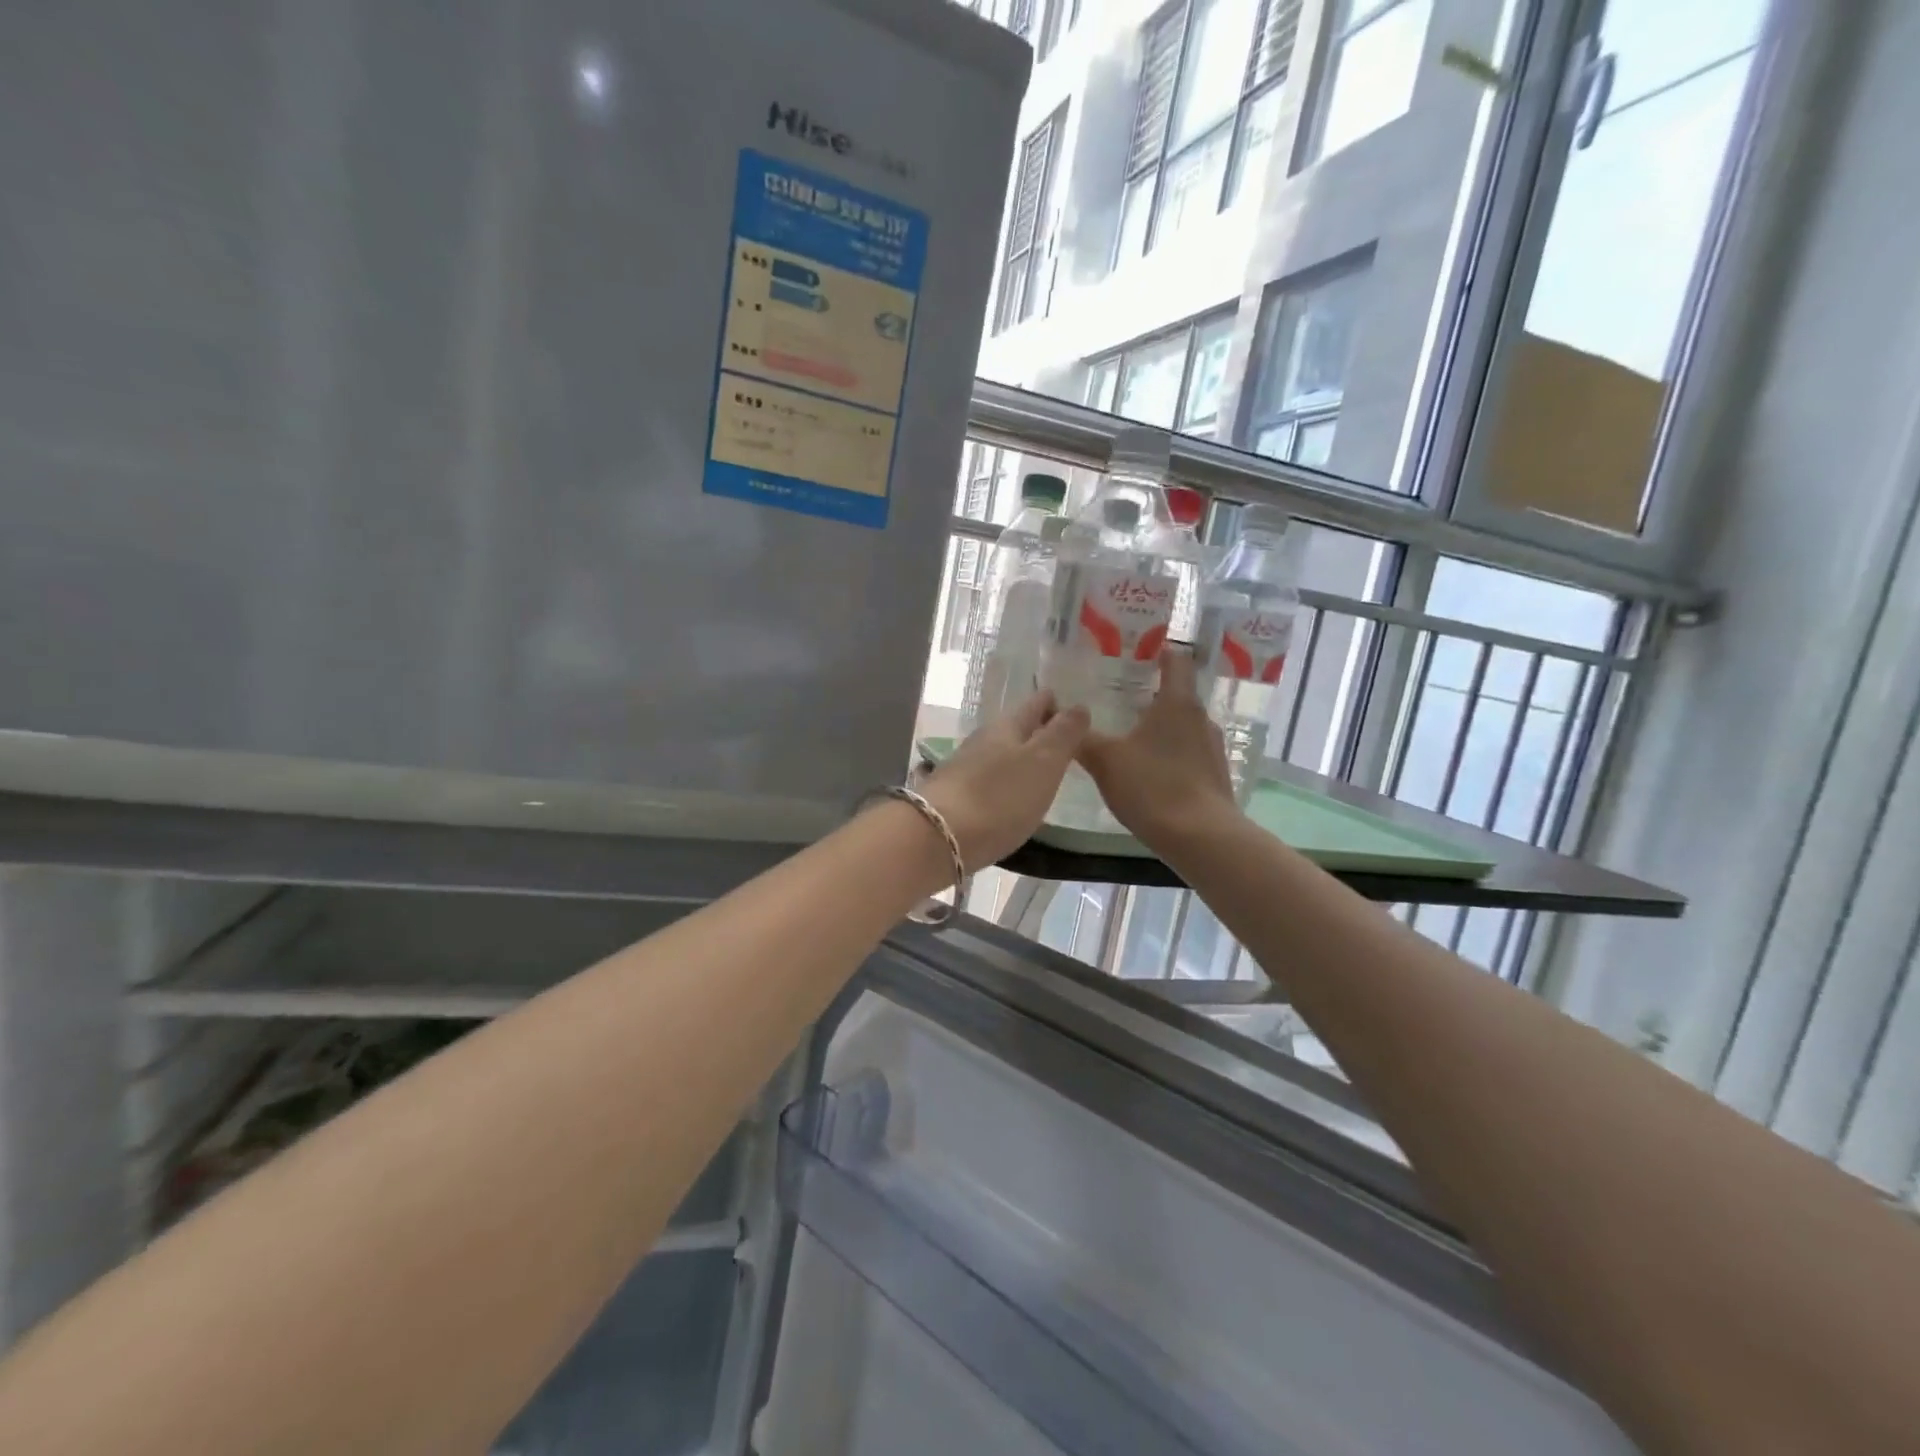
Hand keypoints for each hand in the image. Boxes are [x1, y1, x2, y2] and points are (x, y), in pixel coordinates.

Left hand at [921, 692, 1089, 868]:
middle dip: (1038, 731)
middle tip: (1065, 742)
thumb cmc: (999, 797)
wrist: (938, 838)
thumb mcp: (1043, 762)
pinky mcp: (954, 797)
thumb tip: (1078, 706)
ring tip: (1043, 771)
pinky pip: (987, 780)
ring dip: (1020, 758)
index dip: (1056, 703)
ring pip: (999, 754)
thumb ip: (1063, 734)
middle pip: (1015, 728)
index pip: (1036, 704)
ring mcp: (964, 768)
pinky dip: (1004, 782)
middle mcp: (982, 741)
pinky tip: (1011, 797)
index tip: (1075, 709)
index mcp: (1006, 726)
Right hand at [1078, 648, 1240, 854]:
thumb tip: (1058, 716)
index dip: (1158, 650)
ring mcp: (1212, 748)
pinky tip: (1148, 773)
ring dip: (1159, 728)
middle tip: (1116, 699)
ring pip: (1182, 726)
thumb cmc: (1153, 787)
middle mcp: (1201, 718)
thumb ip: (1081, 738)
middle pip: (1177, 695)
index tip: (1136, 649)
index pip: (1175, 660)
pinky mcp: (1215, 776)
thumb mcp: (1106, 761)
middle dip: (1149, 694)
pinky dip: (1169, 755)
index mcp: (1178, 703)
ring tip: (1128, 737)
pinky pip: (1188, 754)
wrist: (1202, 838)